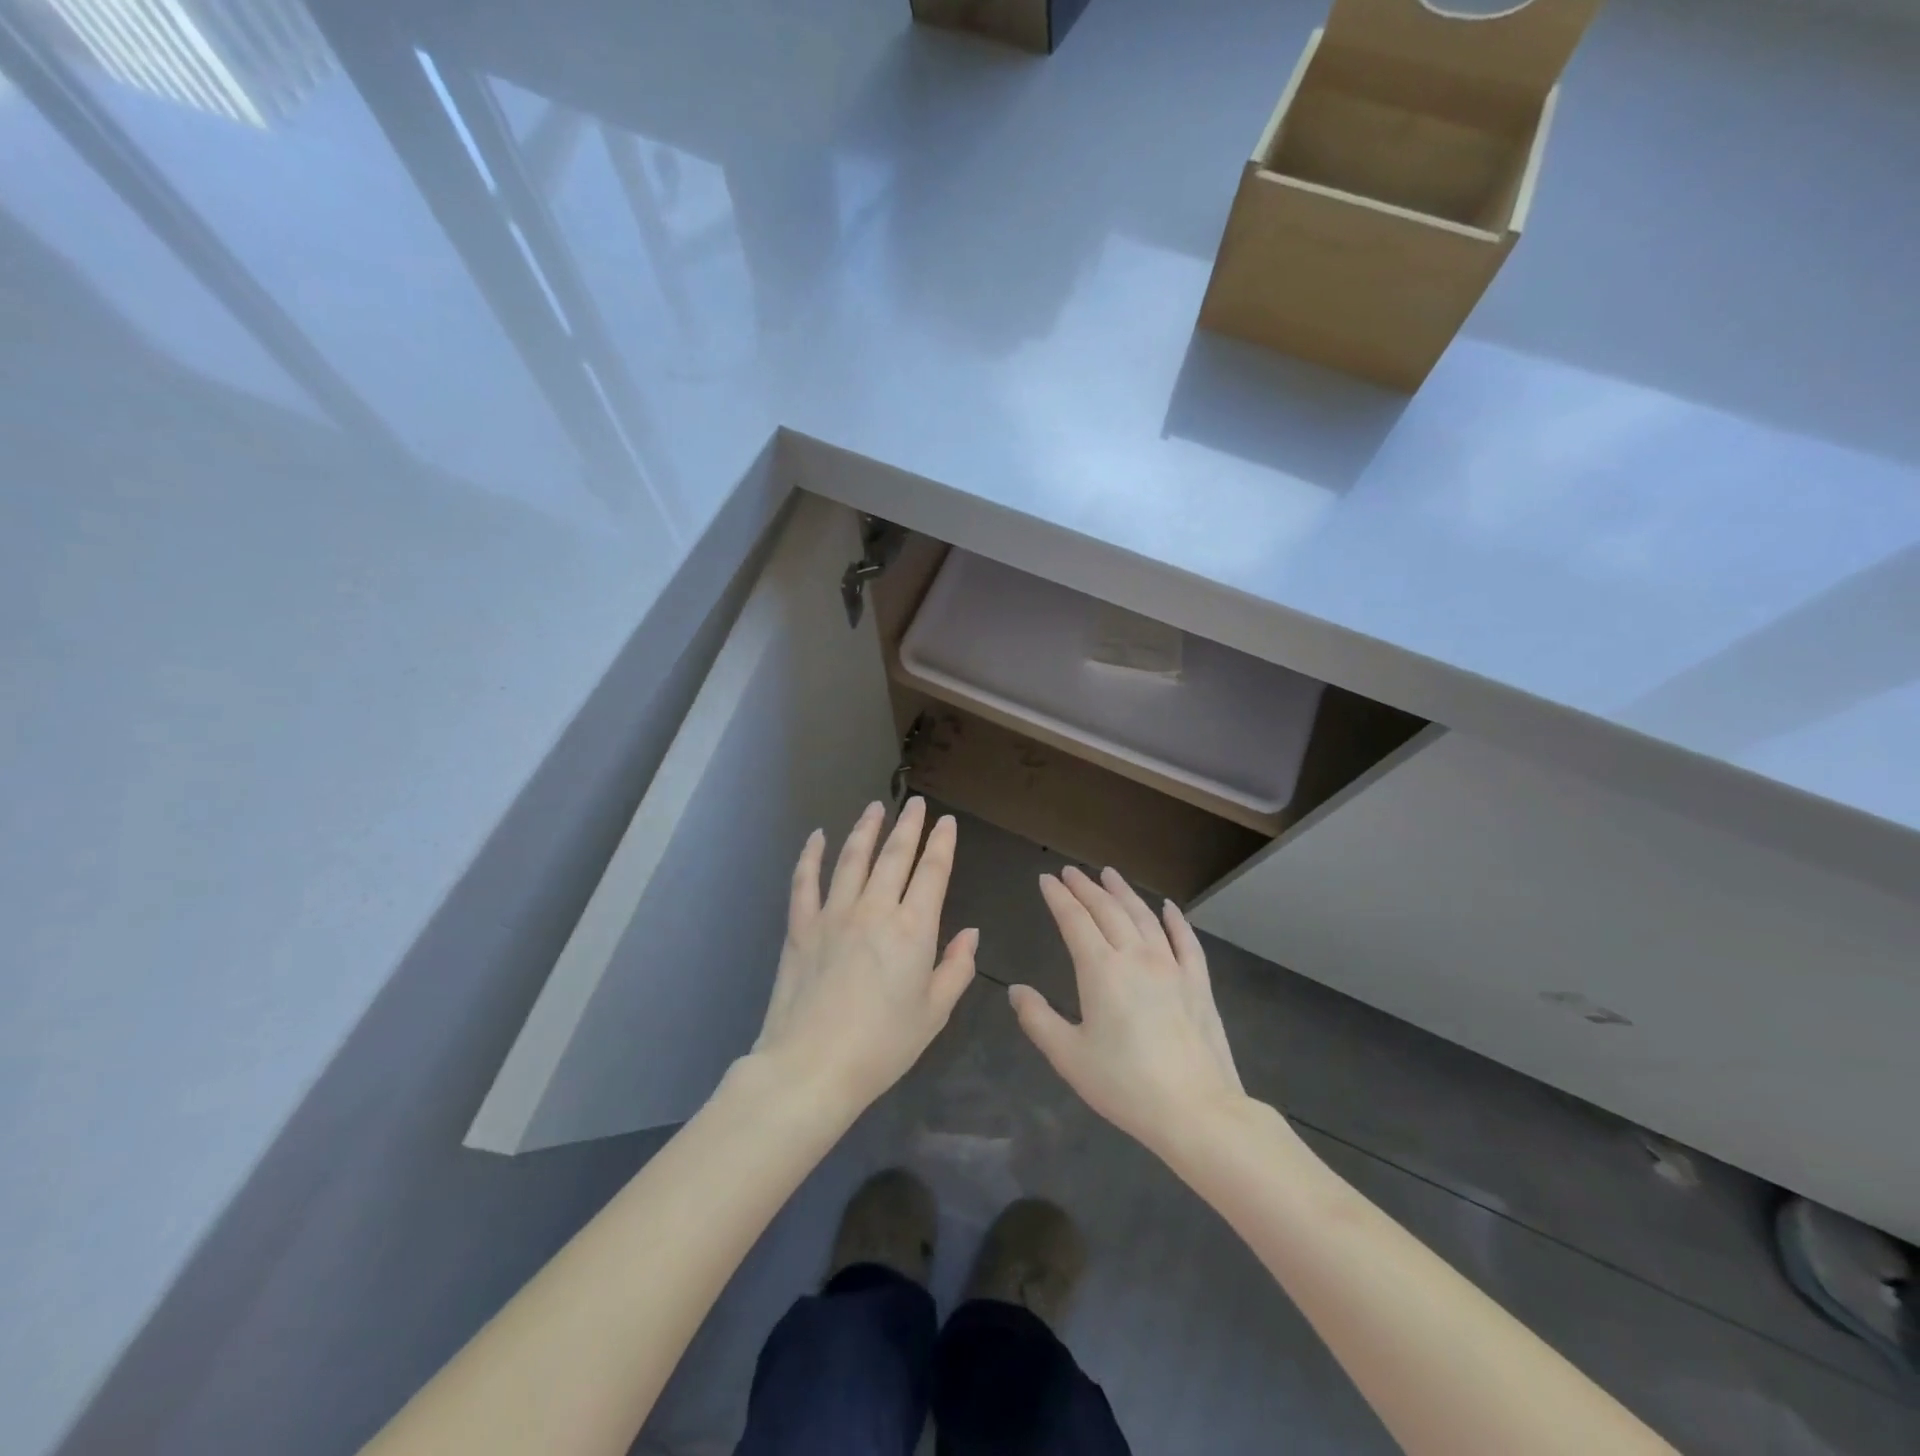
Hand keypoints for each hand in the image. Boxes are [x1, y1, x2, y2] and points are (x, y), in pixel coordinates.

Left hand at [752, 798, 976, 1114]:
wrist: (812, 1067)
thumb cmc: (882, 1046)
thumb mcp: (934, 1013)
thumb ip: (956, 968)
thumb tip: (970, 933)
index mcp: (913, 929)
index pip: (932, 872)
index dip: (942, 843)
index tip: (946, 821)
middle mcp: (875, 909)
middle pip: (894, 855)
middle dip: (909, 825)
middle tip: (916, 803)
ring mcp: (833, 914)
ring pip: (852, 857)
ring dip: (866, 829)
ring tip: (875, 807)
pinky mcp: (800, 926)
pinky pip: (805, 881)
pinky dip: (812, 855)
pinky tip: (818, 836)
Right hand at [1014, 866, 1245, 1157]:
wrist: (1196, 1110)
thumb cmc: (1125, 1085)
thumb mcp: (1069, 1057)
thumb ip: (1038, 1019)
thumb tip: (1016, 990)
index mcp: (1101, 970)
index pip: (1074, 921)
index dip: (1058, 897)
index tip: (1046, 879)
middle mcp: (1136, 956)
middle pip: (1108, 910)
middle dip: (1086, 887)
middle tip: (1071, 871)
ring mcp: (1172, 966)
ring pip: (1144, 916)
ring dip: (1124, 892)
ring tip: (1109, 874)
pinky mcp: (1198, 982)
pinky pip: (1185, 940)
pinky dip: (1175, 919)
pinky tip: (1168, 907)